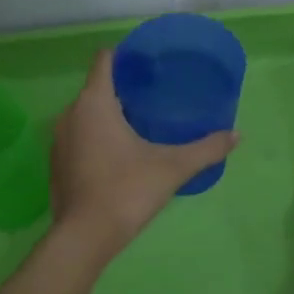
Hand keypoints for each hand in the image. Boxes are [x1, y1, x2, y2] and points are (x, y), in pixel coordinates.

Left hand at [50, 49, 237, 255]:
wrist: (86, 236)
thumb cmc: (127, 190)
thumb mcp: (173, 167)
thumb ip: (206, 149)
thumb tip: (237, 135)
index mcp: (94, 103)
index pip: (104, 60)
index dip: (125, 57)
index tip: (148, 65)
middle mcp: (69, 114)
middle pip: (96, 89)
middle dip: (122, 91)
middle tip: (153, 99)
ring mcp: (58, 141)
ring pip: (85, 116)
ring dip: (108, 117)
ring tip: (138, 127)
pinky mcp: (57, 164)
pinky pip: (78, 139)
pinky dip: (95, 139)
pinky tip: (118, 157)